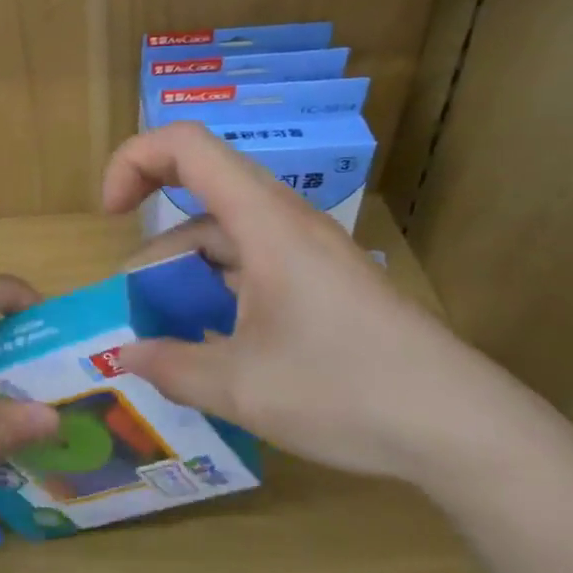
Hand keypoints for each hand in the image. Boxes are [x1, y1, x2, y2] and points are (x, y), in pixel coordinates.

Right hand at [101, 123, 536, 488]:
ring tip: (167, 334)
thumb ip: (172, 367)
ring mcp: (308, 252)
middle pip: (201, 195)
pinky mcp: (323, 282)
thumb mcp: (242, 387)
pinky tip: (214, 345)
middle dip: (155, 243)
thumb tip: (127, 356)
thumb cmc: (345, 391)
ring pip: (226, 237)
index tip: (110, 214)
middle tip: (135, 306)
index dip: (134, 161)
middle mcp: (284, 222)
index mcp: (263, 221)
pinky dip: (219, 292)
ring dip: (187, 274)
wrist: (461, 427)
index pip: (185, 145)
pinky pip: (253, 265)